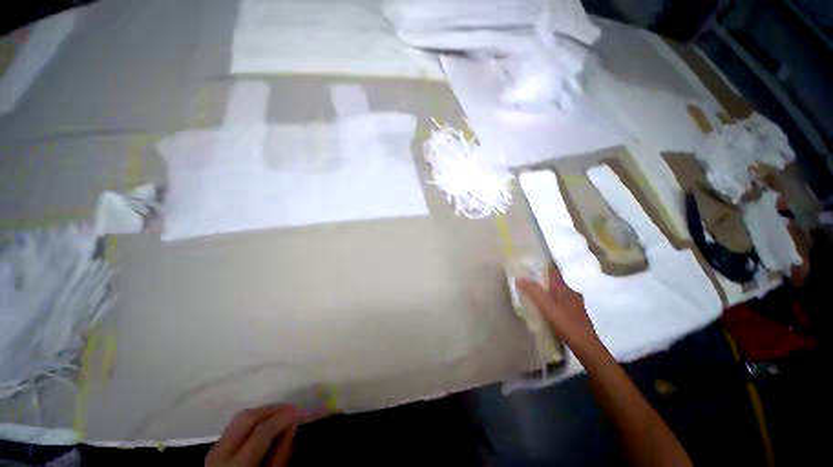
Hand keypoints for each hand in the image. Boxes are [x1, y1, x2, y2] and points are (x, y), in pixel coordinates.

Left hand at [205, 404, 300, 466]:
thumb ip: (282, 454)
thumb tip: (293, 424)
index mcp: (236, 466)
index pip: (261, 432)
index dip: (283, 418)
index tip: (301, 411)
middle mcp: (220, 454)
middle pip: (247, 419)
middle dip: (273, 409)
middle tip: (293, 408)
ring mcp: (214, 449)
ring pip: (240, 418)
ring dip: (264, 411)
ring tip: (282, 412)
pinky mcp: (214, 448)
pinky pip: (235, 425)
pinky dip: (253, 419)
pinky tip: (266, 420)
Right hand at [516, 265, 598, 352]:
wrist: (586, 346)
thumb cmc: (566, 323)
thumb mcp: (546, 305)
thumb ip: (533, 290)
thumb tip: (519, 277)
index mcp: (564, 288)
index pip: (554, 271)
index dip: (544, 266)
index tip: (533, 263)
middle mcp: (572, 293)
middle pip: (556, 283)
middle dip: (543, 280)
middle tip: (530, 281)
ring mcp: (576, 305)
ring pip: (559, 294)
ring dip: (549, 293)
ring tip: (536, 296)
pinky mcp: (576, 315)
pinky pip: (562, 303)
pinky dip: (554, 303)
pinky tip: (548, 310)